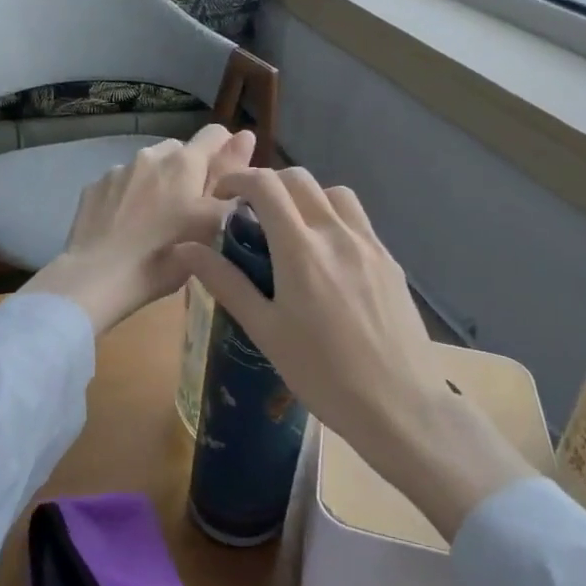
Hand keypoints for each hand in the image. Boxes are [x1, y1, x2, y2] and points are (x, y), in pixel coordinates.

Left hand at [23, 125, 256, 334]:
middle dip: (188, 172)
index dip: (226, 152)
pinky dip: (128, 197)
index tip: (225, 182)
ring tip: (154, 221)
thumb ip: (231, 177)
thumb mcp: (212, 224)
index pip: (215, 134)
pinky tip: (125, 226)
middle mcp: (151, 155)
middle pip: (180, 151)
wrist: (97, 277)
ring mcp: (118, 169)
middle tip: (189, 211)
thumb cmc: (165, 254)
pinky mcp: (93, 187)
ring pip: (148, 167)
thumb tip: (246, 136)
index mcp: (185, 161)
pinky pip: (120, 183)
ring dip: (157, 183)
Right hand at [173, 167, 532, 538]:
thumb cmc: (322, 374)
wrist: (401, 405)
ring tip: (290, 230)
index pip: (266, 186)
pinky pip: (357, 221)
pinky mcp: (390, 261)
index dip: (238, 179)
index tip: (221, 196)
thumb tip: (184, 248)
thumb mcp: (264, 330)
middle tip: (250, 215)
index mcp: (301, 249)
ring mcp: (370, 245)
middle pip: (300, 179)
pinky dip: (333, 219)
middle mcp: (337, 234)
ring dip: (305, 197)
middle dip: (269, 185)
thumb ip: (225, 282)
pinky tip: (326, 259)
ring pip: (334, 194)